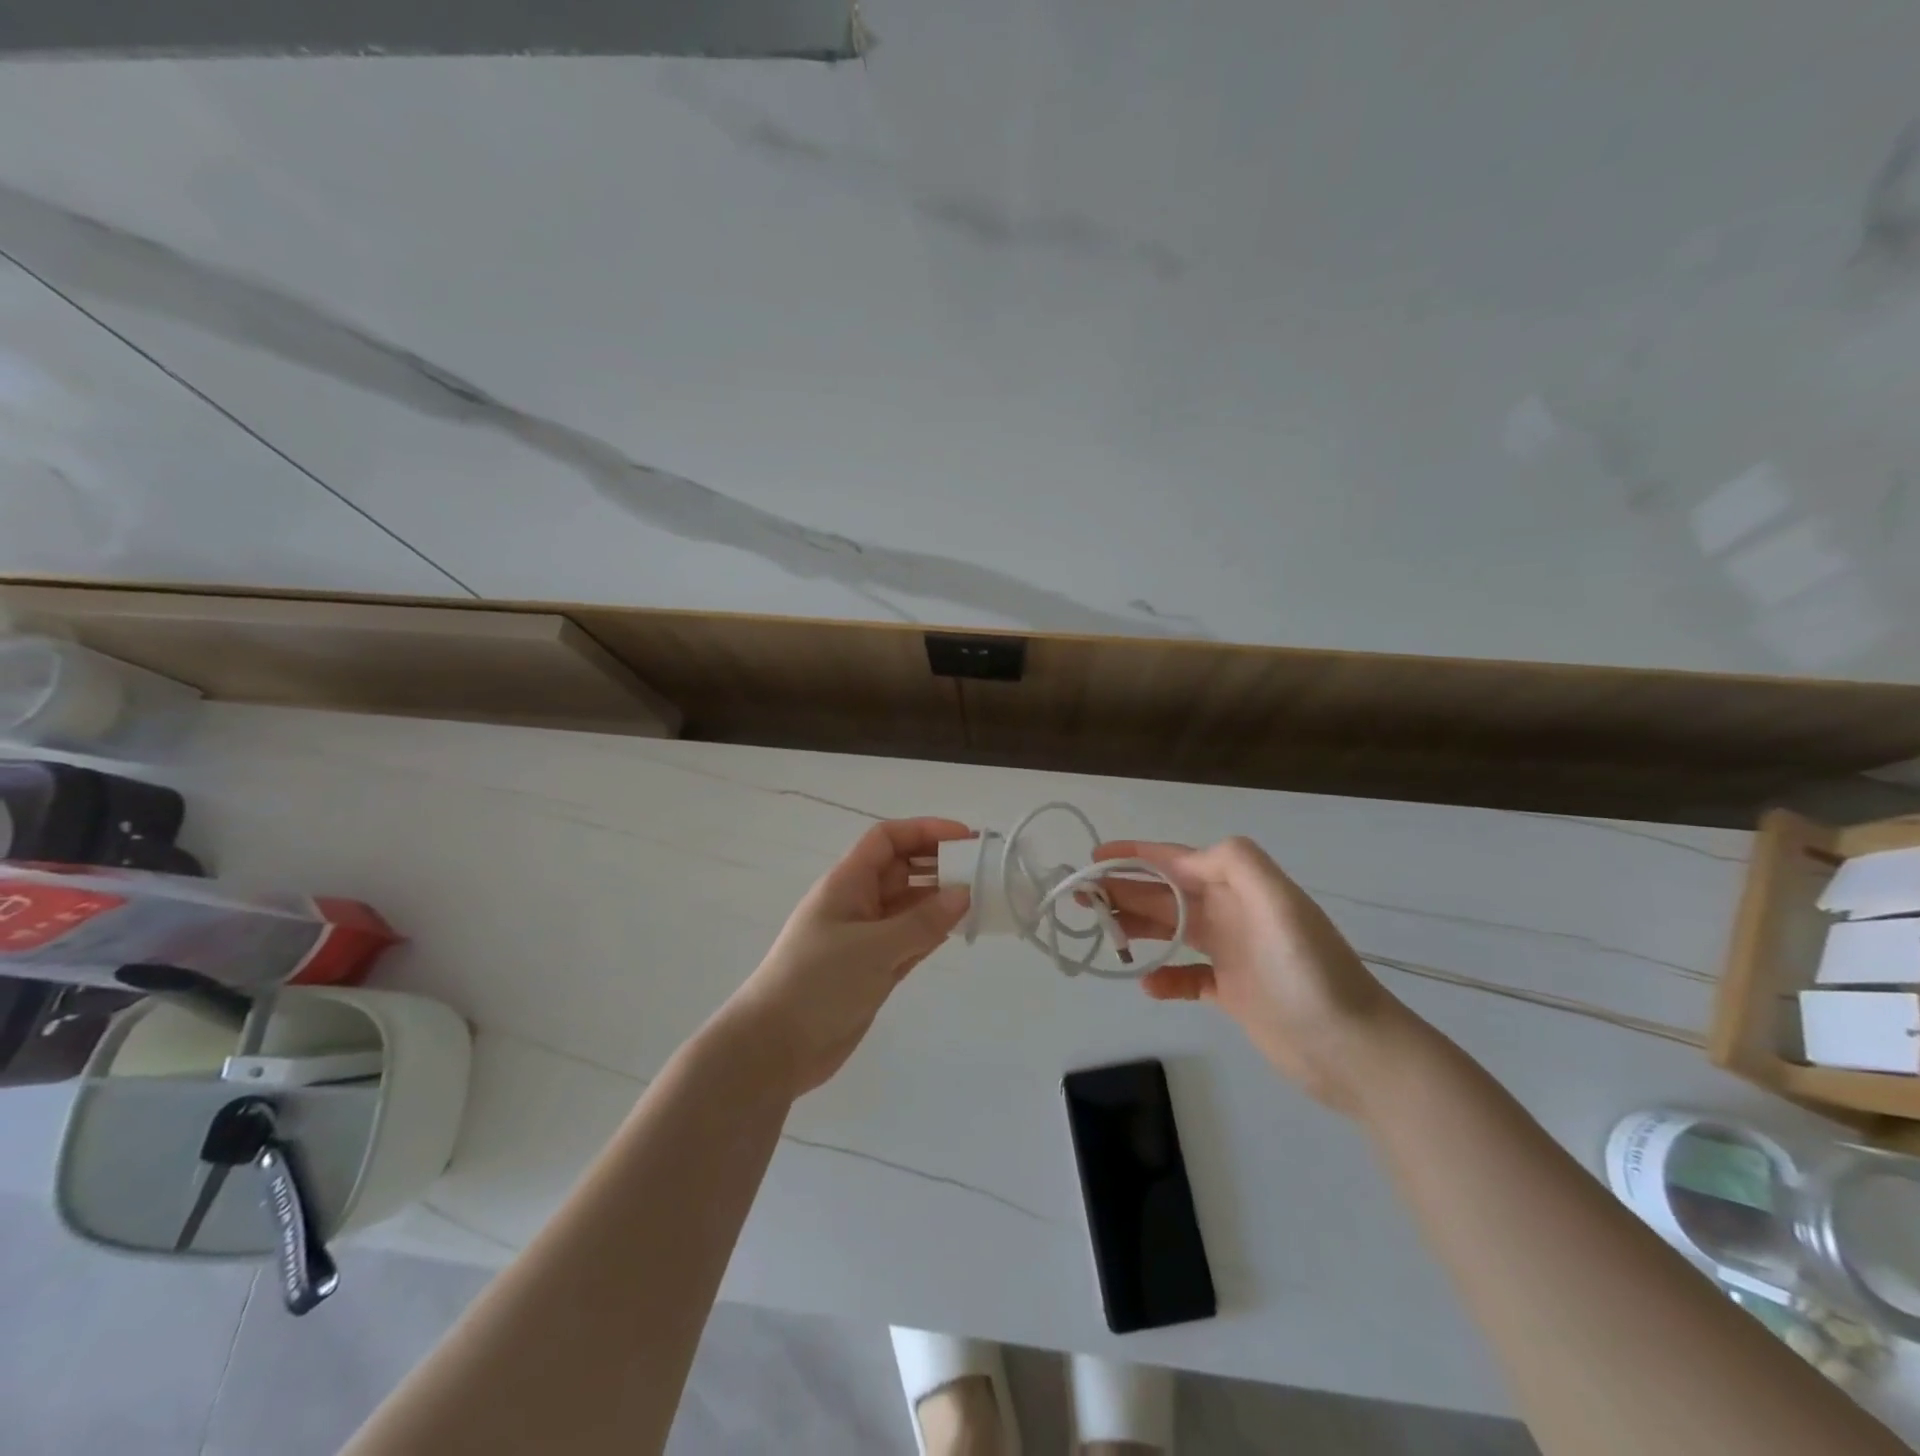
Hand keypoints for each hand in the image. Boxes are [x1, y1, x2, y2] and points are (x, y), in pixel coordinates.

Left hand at [724, 818, 972, 1096]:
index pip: (887, 839)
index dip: (925, 830)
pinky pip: (911, 938)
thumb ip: (922, 921)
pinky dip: (934, 932)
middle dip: (939, 865)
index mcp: (847, 883)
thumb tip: (964, 893)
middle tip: (984, 872)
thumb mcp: (873, 947)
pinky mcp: (873, 969)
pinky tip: (961, 931)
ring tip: (983, 901)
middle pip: (903, 869)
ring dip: (941, 901)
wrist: (775, 1048)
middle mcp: (858, 903)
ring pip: (910, 905)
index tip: (965, 838)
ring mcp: (866, 937)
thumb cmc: (818, 983)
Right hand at [1096, 837, 1416, 1115]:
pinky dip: (1164, 976)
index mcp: (1240, 889)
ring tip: (1105, 934)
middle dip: (1125, 889)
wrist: (1356, 1052)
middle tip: (1083, 897)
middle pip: (1167, 894)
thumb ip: (1237, 864)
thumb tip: (1186, 857)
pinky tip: (1148, 984)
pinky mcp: (1233, 992)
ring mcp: (1233, 954)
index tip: (1095, 857)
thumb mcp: (1280, 905)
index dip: (1136, 854)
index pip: (1178, 861)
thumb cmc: (1310, 975)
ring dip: (1137, 926)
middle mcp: (1233, 914)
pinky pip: (1187, 976)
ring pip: (1172, 929)